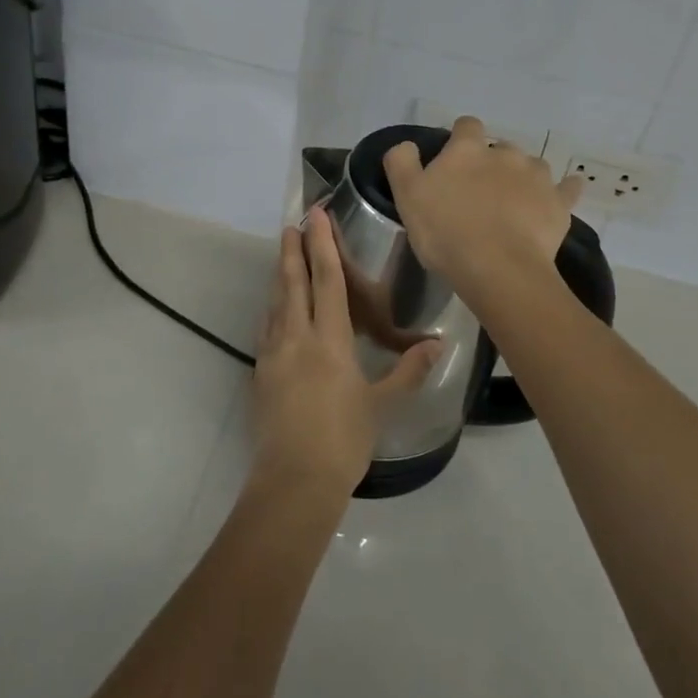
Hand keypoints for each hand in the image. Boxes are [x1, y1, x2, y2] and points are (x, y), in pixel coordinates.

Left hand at [251, 208, 439, 498]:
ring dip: (280, 275)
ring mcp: (273, 354)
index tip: (316, 217)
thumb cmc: (344, 440)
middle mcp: (297, 337)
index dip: (323, 246)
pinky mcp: (260, 372)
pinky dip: (273, 308)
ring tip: (283, 254)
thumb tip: (437, 345)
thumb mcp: (381, 405)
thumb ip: (408, 371)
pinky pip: (267, 328)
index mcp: (329, 340)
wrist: (294, 480)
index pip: (327, 281)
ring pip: (276, 302)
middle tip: (292, 223)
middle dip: (293, 250)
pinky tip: (275, 308)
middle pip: (293, 282)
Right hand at [382, 116, 581, 299]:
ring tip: (513, 203)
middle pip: (500, 147)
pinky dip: (565, 189)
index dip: (460, 139)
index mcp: (468, 149)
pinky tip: (562, 195)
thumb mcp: (407, 195)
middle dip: (492, 162)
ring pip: (532, 166)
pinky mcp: (559, 203)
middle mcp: (506, 153)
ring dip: (523, 177)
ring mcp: (537, 176)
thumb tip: (407, 144)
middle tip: (479, 191)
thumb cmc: (446, 231)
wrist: (498, 269)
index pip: (467, 126)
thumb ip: (401, 162)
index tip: (453, 160)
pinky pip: (568, 188)